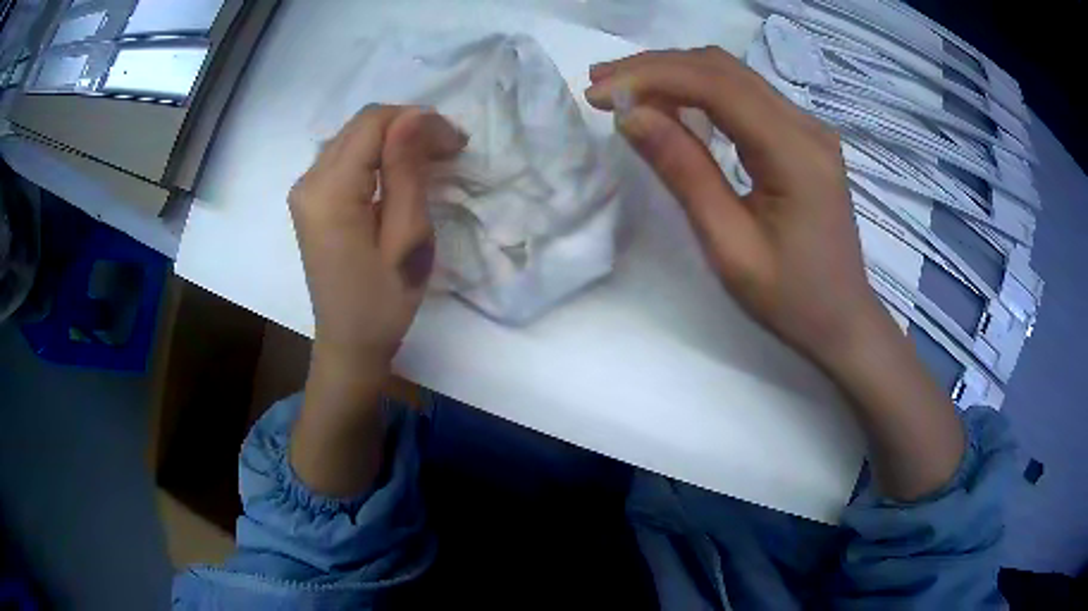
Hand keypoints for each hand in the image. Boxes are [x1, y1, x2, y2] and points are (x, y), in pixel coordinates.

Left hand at [287, 105, 464, 496]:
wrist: (349, 343)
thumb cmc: (384, 301)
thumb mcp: (406, 237)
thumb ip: (406, 171)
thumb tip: (414, 115)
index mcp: (329, 191)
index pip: (374, 123)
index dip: (418, 121)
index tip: (456, 144)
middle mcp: (307, 180)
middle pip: (362, 125)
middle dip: (409, 127)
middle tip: (449, 151)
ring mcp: (304, 190)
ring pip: (354, 137)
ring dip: (395, 140)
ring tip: (431, 161)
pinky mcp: (310, 199)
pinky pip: (345, 157)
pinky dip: (377, 155)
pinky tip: (400, 172)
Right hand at [587, 48, 963, 500]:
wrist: (843, 321)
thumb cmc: (791, 300)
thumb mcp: (730, 246)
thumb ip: (684, 172)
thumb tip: (632, 116)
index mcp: (795, 152)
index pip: (716, 85)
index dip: (651, 77)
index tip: (599, 92)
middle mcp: (807, 126)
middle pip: (723, 69)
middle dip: (656, 68)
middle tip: (601, 84)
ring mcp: (809, 128)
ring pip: (733, 76)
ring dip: (676, 74)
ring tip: (625, 90)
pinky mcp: (803, 137)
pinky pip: (746, 96)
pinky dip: (701, 92)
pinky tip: (671, 106)